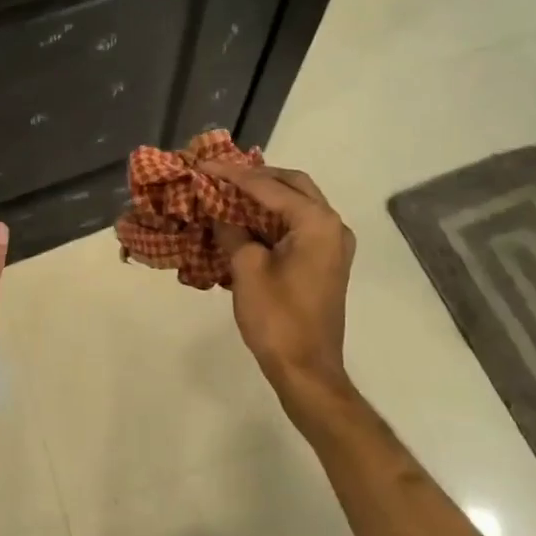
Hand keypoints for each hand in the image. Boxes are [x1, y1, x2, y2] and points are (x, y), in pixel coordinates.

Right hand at [201, 161, 356, 423]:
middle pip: (292, 184)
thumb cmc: (277, 319)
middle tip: (221, 174)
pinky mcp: (325, 261)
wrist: (307, 370)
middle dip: (256, 176)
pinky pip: (299, 224)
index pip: (268, 186)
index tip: (203, 165)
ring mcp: (332, 244)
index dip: (232, 174)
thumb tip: (221, 214)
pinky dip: (273, 216)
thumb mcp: (247, 269)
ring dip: (265, 195)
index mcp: (316, 222)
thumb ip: (233, 232)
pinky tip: (245, 219)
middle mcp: (331, 225)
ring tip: (228, 191)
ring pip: (297, 203)